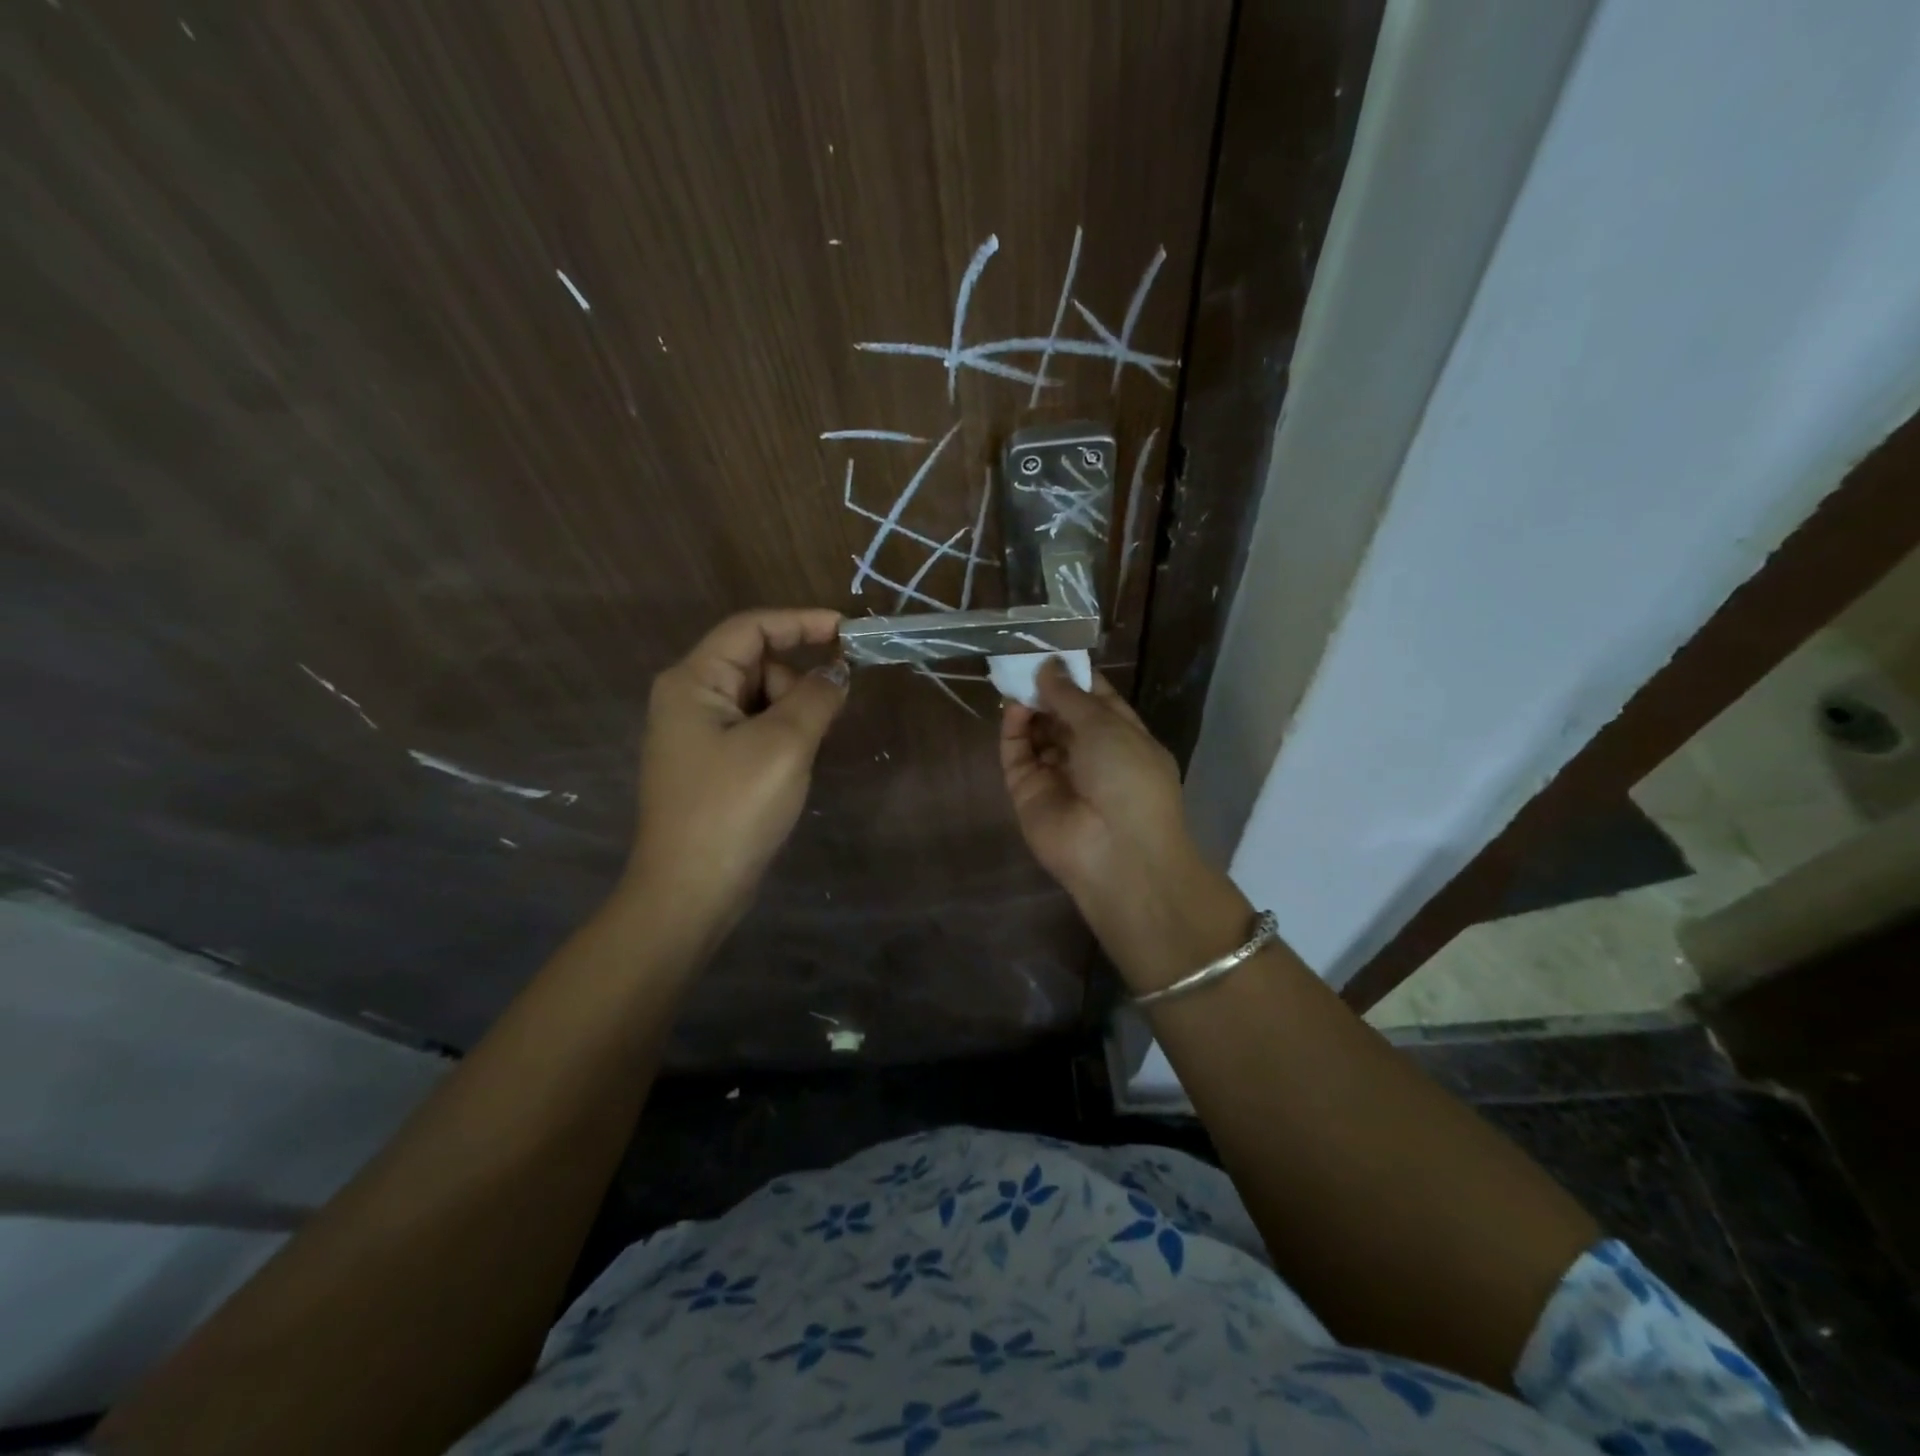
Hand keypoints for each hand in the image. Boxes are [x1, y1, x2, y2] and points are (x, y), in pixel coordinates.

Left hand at [621, 609, 847, 942]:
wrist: (690, 892)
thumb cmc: (733, 809)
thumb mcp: (784, 745)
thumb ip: (816, 697)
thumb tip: (837, 672)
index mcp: (693, 681)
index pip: (751, 628)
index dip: (801, 622)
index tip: (849, 632)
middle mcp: (688, 698)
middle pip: (756, 664)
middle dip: (797, 682)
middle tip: (824, 720)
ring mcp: (696, 734)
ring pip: (759, 699)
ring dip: (792, 714)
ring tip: (803, 755)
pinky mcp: (709, 764)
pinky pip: (754, 729)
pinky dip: (781, 737)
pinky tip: (791, 768)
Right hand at [1000, 659, 1250, 991]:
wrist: (1116, 853)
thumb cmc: (1128, 779)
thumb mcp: (1108, 727)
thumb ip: (1072, 695)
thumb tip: (1047, 666)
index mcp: (1121, 737)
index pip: (1094, 699)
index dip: (1074, 675)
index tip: (1053, 648)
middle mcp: (1088, 754)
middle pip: (1061, 714)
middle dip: (1046, 686)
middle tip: (1024, 656)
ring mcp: (1056, 773)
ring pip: (1036, 731)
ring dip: (1028, 704)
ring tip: (1013, 673)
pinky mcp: (1027, 790)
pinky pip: (1017, 753)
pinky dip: (1014, 729)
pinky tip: (1014, 705)